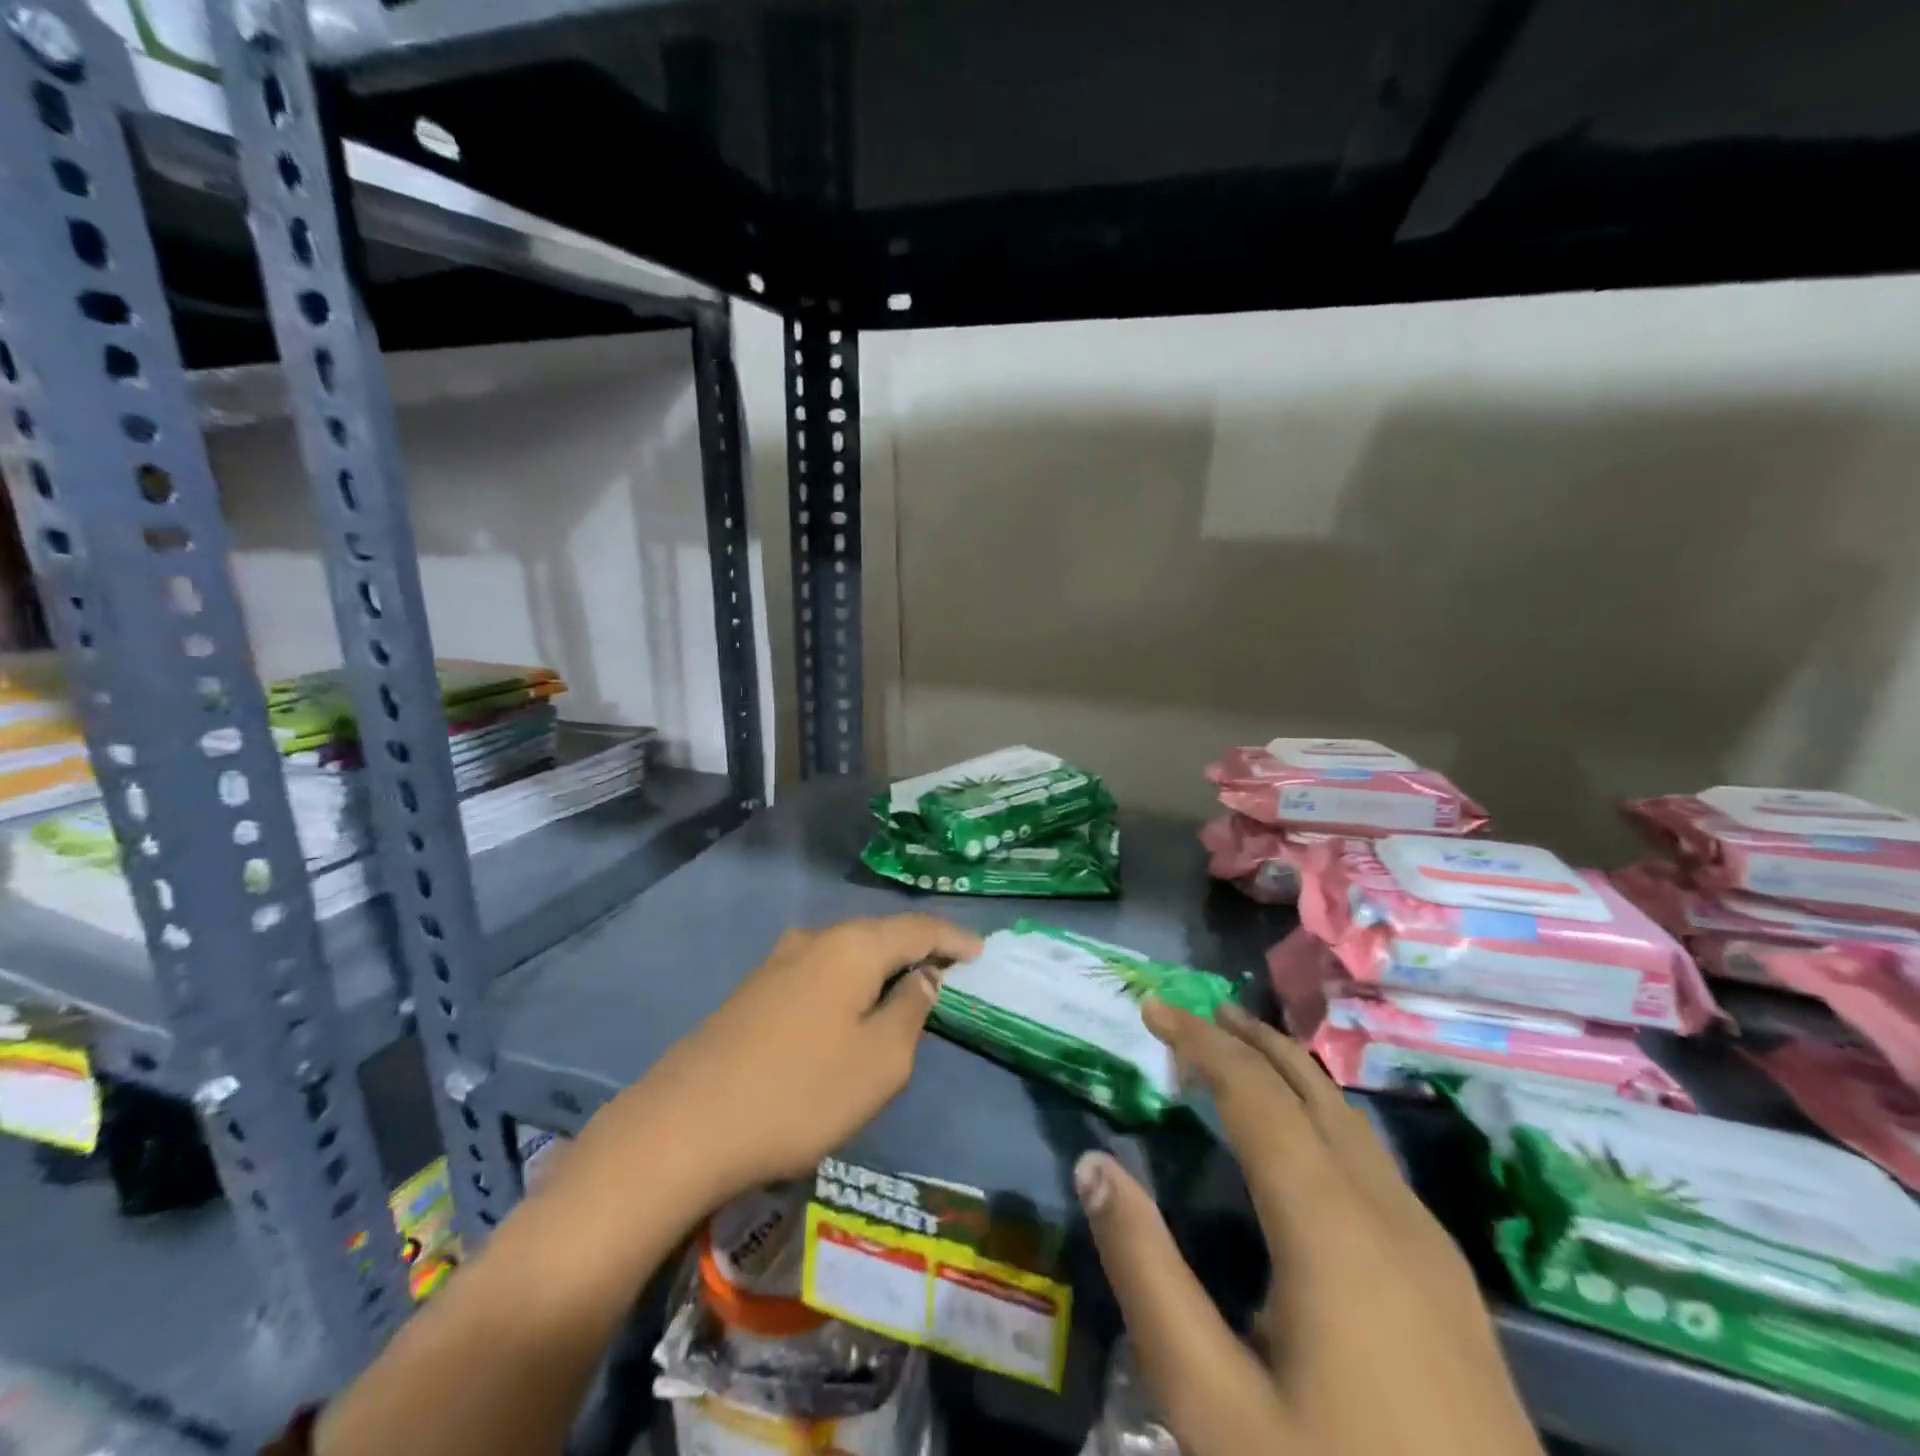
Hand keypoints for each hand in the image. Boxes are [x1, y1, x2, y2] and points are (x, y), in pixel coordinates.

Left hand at [580, 915, 983, 1209]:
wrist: (684, 1126)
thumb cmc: (799, 1093)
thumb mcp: (879, 1062)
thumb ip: (910, 1011)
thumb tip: (923, 977)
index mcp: (852, 947)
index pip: (918, 928)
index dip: (953, 938)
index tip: (981, 951)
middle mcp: (814, 940)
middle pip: (880, 934)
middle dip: (916, 948)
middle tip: (947, 968)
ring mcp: (777, 963)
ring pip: (846, 953)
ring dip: (880, 966)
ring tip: (904, 986)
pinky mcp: (752, 991)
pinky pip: (819, 974)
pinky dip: (848, 983)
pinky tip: (849, 1007)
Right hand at [1075, 1000, 1540, 1455]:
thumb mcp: (1213, 1404)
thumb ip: (1147, 1272)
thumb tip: (1094, 1164)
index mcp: (1331, 1225)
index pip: (1254, 1093)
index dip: (1200, 1040)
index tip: (1152, 1006)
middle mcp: (1387, 1213)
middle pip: (1311, 1089)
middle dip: (1248, 1039)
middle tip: (1194, 1010)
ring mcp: (1431, 1249)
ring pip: (1350, 1121)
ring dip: (1288, 1073)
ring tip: (1239, 1053)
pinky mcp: (1449, 1286)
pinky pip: (1373, 1159)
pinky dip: (1321, 1116)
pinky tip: (1304, 1143)